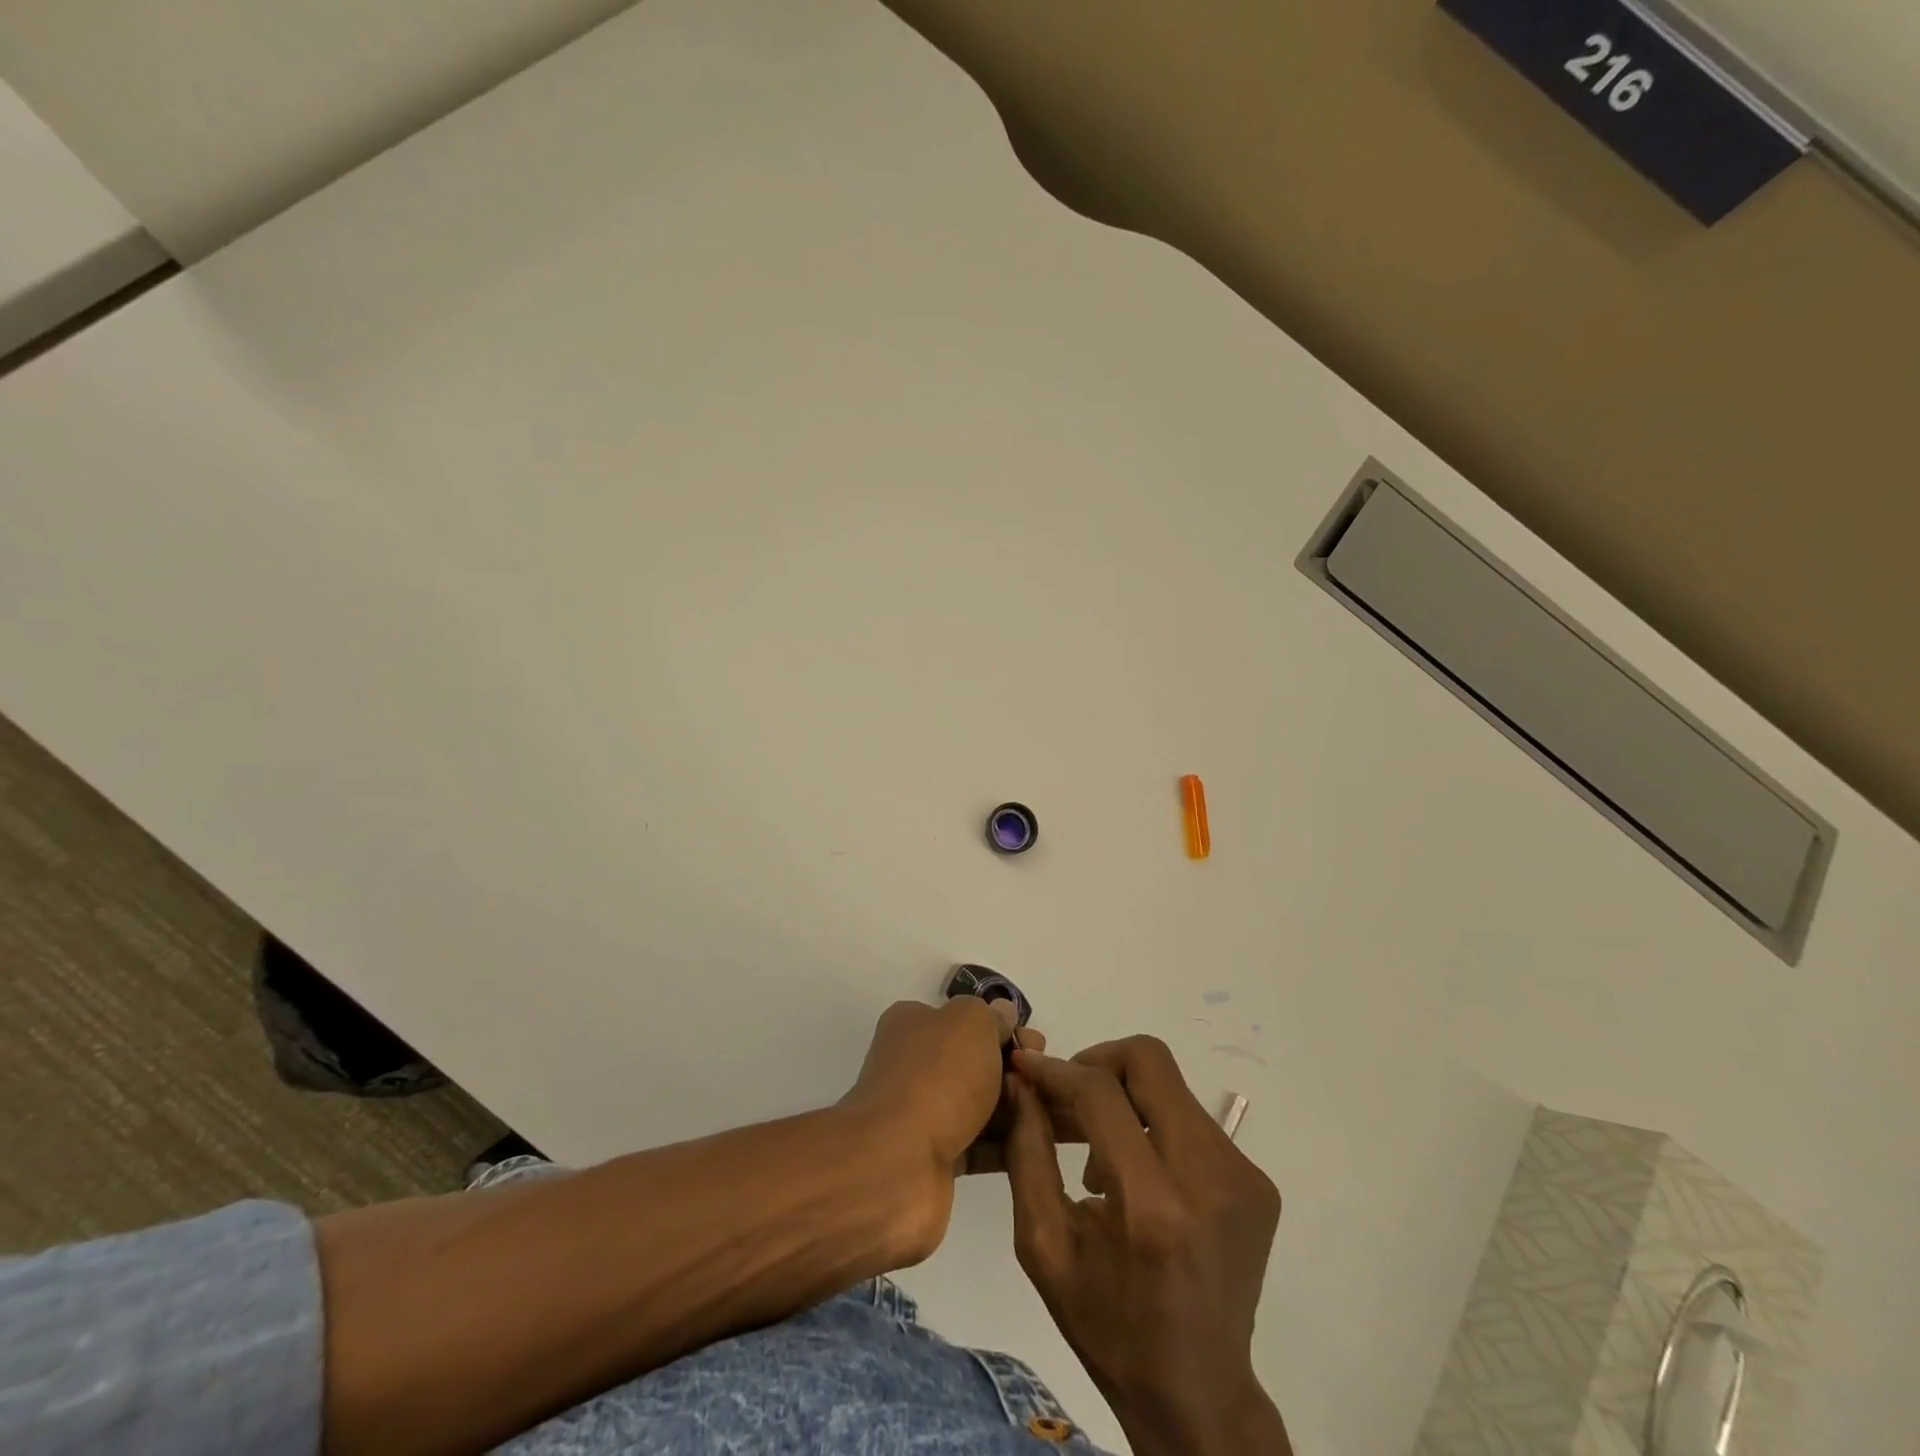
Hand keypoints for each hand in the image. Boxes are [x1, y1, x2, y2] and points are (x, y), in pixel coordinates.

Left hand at [840, 998, 1045, 1250]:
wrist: (896, 1165)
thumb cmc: (936, 1078)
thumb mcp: (970, 1023)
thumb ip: (991, 1017)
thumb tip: (1003, 1016)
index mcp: (914, 1025)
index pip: (967, 1021)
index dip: (1005, 1029)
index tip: (1037, 1045)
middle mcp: (916, 1066)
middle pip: (978, 1063)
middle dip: (1018, 1070)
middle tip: (1053, 1081)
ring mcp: (925, 1115)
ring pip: (983, 1105)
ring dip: (1021, 1108)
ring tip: (1063, 1115)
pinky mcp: (937, 1159)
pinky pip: (982, 1145)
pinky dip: (1011, 1143)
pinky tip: (1043, 1144)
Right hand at [1005, 1038, 1290, 1455]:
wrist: (1198, 1394)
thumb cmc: (1107, 1326)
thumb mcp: (1044, 1245)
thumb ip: (1028, 1152)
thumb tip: (1021, 1082)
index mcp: (1151, 1206)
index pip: (1100, 1093)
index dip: (1058, 1069)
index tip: (1028, 1065)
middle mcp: (1208, 1178)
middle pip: (1149, 1061)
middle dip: (1098, 1060)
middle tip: (1068, 1092)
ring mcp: (1242, 1178)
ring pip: (1171, 1086)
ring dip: (1126, 1097)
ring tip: (1100, 1148)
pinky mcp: (1257, 1182)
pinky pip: (1193, 1120)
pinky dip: (1155, 1125)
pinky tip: (1137, 1172)